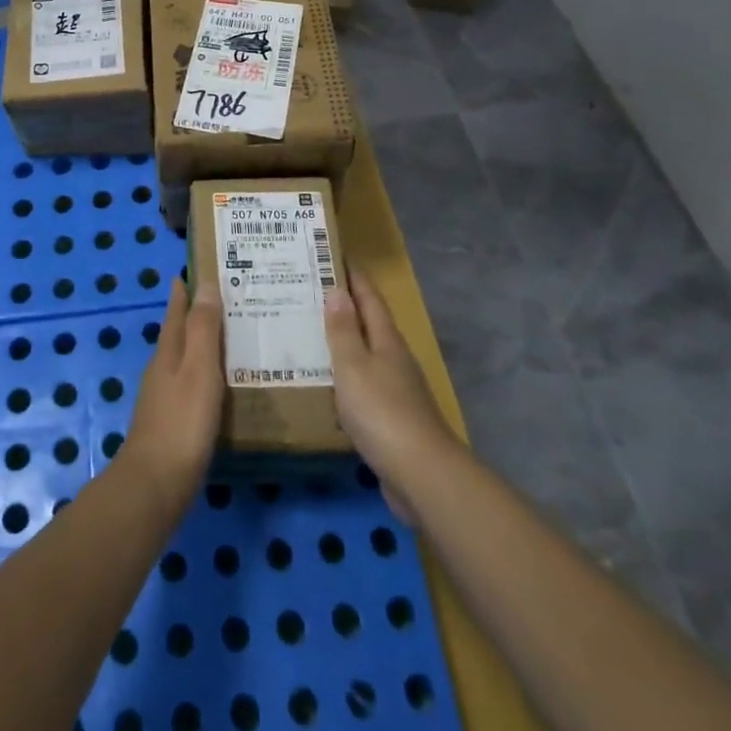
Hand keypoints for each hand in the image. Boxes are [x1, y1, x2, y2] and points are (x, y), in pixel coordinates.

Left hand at [123, 277, 223, 510]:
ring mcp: (162, 398)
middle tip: (220, 300)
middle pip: (177, 334)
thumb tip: (204, 283)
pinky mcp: (170, 423)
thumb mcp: (199, 369)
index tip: (189, 271)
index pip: (175, 313)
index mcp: (168, 353)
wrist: (155, 484)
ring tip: (226, 338)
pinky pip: (189, 386)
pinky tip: (217, 386)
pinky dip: (203, 376)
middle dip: (193, 316)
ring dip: (199, 346)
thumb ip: (203, 329)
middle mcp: (161, 370)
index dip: (182, 293)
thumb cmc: (182, 421)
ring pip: (182, 360)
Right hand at [323, 270, 459, 525]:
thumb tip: (337, 292)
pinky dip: (345, 377)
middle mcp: (395, 359)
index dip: (354, 277)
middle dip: (345, 307)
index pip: (370, 298)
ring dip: (343, 343)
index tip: (334, 256)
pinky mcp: (392, 419)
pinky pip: (363, 386)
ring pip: (366, 356)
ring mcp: (397, 390)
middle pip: (370, 324)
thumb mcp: (353, 366)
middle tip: (310, 293)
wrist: (420, 474)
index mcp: (386, 341)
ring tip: (310, 334)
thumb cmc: (382, 411)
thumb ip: (343, 331)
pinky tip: (326, 384)